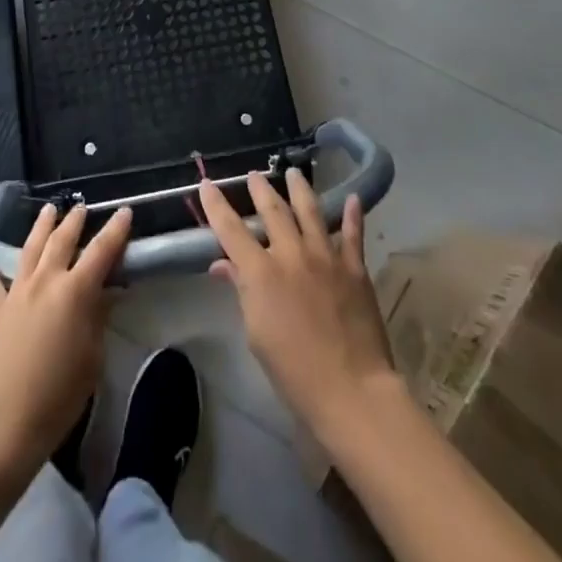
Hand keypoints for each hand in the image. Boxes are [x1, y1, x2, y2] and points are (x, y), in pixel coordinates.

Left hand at [0, 203, 131, 467]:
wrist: (4, 422)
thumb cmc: (58, 395)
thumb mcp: (92, 359)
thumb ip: (98, 319)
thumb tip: (106, 293)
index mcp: (75, 292)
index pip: (101, 251)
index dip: (115, 230)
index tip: (124, 211)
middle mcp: (46, 281)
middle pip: (62, 240)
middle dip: (74, 221)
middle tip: (81, 207)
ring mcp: (17, 292)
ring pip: (31, 249)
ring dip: (41, 227)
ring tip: (48, 210)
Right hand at [199, 170, 400, 441]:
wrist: (351, 390)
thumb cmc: (294, 371)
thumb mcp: (256, 334)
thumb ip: (241, 291)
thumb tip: (222, 265)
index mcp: (261, 271)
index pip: (230, 229)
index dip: (216, 205)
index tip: (206, 184)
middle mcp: (291, 253)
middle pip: (272, 209)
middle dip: (260, 189)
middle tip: (254, 175)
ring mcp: (325, 256)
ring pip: (310, 210)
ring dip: (299, 188)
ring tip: (293, 172)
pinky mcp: (354, 267)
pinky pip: (353, 233)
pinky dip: (352, 214)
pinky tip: (353, 198)